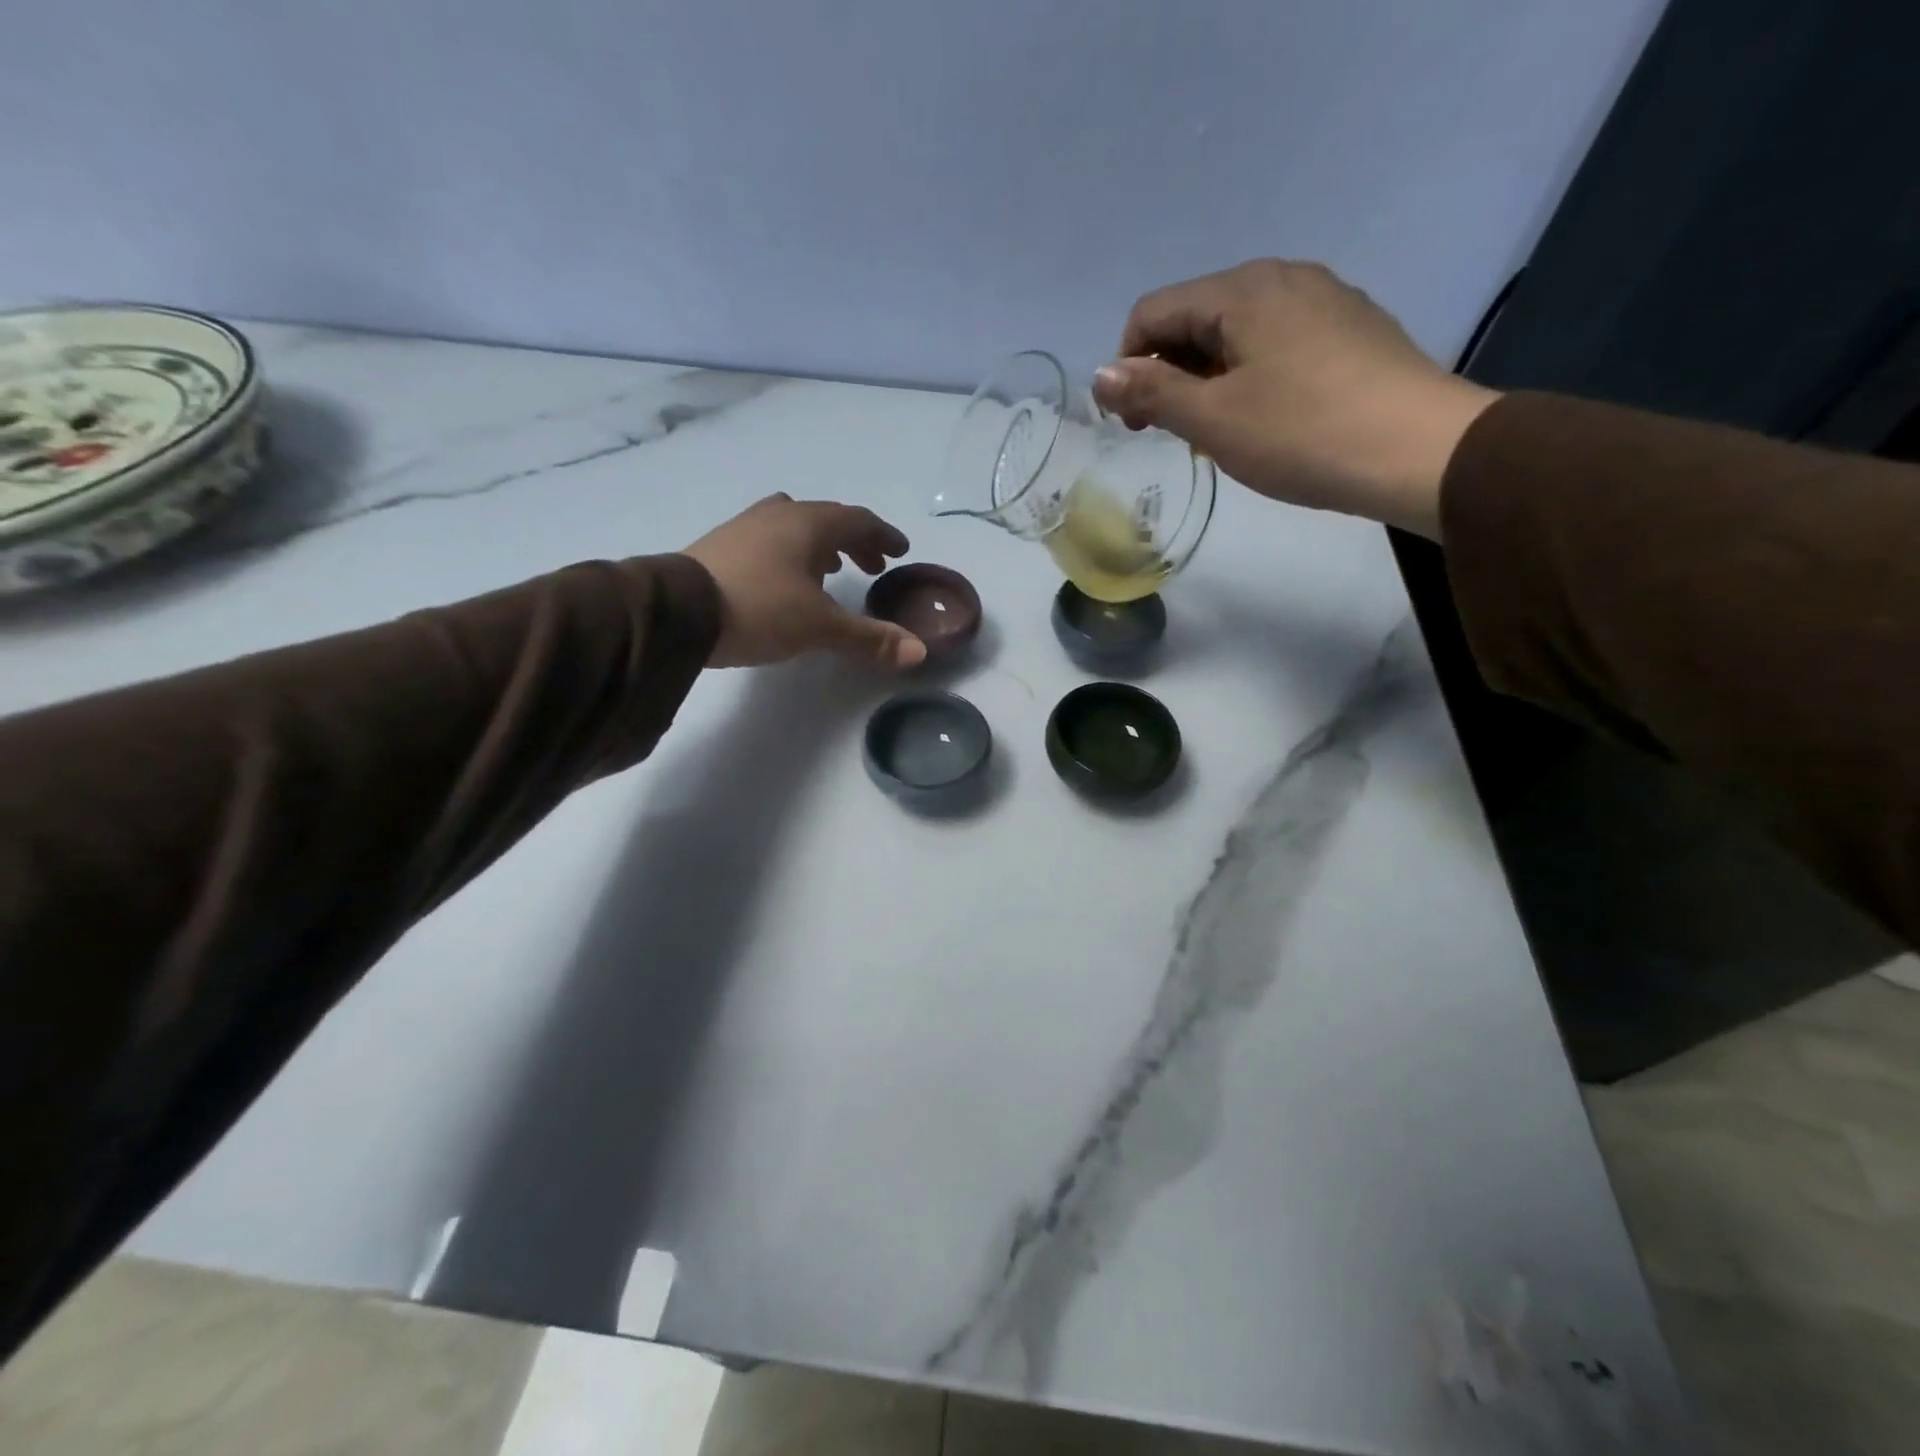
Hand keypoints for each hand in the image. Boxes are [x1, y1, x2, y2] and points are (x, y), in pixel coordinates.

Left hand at [683, 494, 926, 669]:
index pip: (858, 521)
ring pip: (795, 526)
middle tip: (873, 565)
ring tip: (832, 570)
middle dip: (854, 541)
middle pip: (827, 519)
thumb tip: (919, 652)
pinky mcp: (721, 545)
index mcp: (809, 525)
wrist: (679, 612)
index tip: (900, 550)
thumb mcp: (820, 628)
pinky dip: (790, 552)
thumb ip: (870, 638)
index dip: (883, 535)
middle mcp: (779, 516)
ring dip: (821, 545)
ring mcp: (746, 526)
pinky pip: (769, 539)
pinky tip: (785, 579)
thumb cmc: (761, 609)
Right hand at [1089, 259, 1500, 538]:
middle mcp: (1281, 277)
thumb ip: (1152, 392)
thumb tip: (1100, 374)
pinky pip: (1275, 342)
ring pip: (1235, 332)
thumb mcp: (1213, 419)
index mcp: (1241, 289)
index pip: (1152, 312)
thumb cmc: (1303, 434)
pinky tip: (1263, 417)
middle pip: (1194, 317)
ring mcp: (1322, 299)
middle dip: (1166, 373)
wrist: (1418, 450)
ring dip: (1205, 378)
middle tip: (1167, 432)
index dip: (1128, 366)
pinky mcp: (1350, 328)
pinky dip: (1248, 375)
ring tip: (1214, 431)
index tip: (1132, 423)